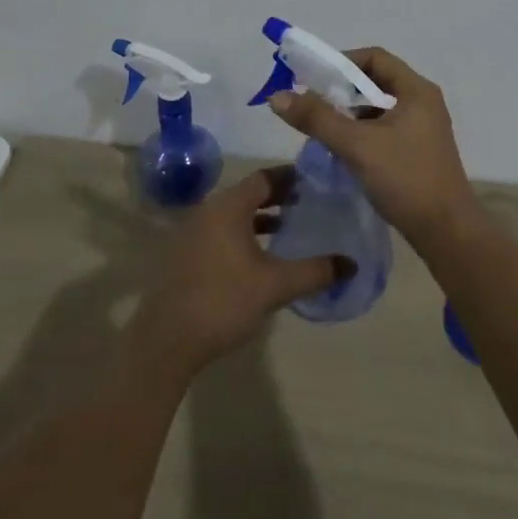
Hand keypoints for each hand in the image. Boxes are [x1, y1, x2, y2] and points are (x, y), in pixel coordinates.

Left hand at [126, 168, 348, 382]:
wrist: (166, 341)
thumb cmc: (223, 301)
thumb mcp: (275, 286)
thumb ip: (314, 271)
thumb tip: (351, 264)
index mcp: (229, 207)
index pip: (265, 177)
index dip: (292, 178)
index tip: (317, 183)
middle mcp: (209, 210)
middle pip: (249, 193)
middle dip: (279, 197)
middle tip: (310, 204)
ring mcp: (193, 231)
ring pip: (234, 214)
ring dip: (261, 217)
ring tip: (290, 229)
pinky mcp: (186, 254)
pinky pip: (222, 231)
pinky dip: (244, 234)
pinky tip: (260, 257)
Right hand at [268, 46, 478, 247]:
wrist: (446, 232)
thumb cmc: (405, 179)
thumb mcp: (357, 145)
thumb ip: (317, 118)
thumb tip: (277, 96)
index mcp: (416, 90)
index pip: (374, 57)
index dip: (341, 62)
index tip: (312, 78)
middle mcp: (422, 102)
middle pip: (376, 81)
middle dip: (341, 90)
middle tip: (310, 102)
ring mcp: (422, 128)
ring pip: (378, 108)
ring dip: (349, 113)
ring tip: (320, 127)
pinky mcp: (418, 150)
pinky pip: (384, 129)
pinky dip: (361, 132)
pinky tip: (341, 149)